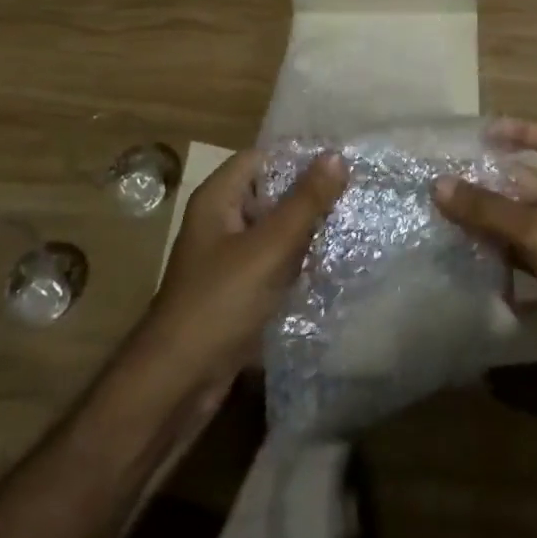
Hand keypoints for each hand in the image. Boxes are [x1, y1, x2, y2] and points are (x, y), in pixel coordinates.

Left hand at [136, 148, 345, 386]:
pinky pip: (275, 261)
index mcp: (217, 200)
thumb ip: (305, 202)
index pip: (260, 158)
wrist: (178, 381)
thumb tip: (337, 156)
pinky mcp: (240, 289)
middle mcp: (221, 222)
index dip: (298, 157)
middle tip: (357, 192)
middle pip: (270, 193)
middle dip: (310, 194)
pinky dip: (300, 259)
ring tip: (355, 222)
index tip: (342, 163)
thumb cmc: (220, 302)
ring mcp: (229, 257)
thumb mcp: (269, 247)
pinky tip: (333, 262)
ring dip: (309, 228)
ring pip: (276, 229)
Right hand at [434, 122, 536, 391]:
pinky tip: (464, 249)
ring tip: (444, 211)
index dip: (521, 132)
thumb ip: (487, 209)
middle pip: (528, 181)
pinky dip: (496, 248)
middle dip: (491, 180)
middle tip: (447, 180)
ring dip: (488, 216)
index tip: (483, 136)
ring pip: (520, 217)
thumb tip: (438, 185)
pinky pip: (520, 249)